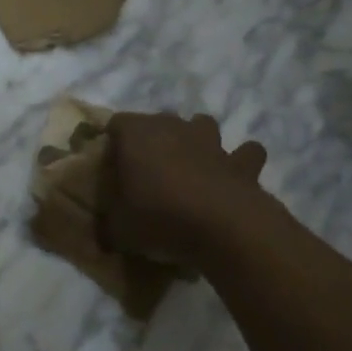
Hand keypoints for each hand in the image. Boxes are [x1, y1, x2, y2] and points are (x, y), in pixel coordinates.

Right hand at [99, 112, 269, 267]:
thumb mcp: (118, 227)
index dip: (112, 144)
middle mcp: (173, 127)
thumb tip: (107, 225)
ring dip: (195, 141)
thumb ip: (110, 219)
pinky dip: (238, 162)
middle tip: (146, 173)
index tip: (111, 169)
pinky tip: (231, 178)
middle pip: (157, 121)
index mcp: (136, 134)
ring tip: (189, 167)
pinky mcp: (242, 161)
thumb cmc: (160, 218)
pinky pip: (243, 153)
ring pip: (201, 125)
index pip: (115, 125)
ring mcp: (211, 141)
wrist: (224, 228)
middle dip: (151, 141)